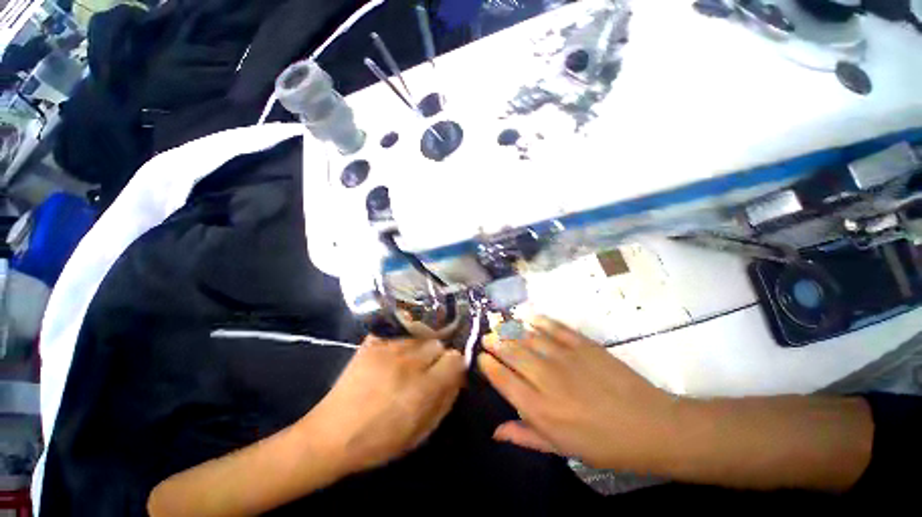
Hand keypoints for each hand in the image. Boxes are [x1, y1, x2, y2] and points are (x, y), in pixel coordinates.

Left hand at [304, 336, 465, 475]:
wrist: (331, 435)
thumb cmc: (379, 441)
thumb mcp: (420, 433)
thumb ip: (445, 401)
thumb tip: (458, 377)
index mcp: (423, 388)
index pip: (455, 358)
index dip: (454, 365)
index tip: (448, 372)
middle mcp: (409, 362)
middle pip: (438, 343)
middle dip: (437, 355)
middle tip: (426, 369)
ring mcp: (388, 349)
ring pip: (420, 337)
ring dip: (420, 349)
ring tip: (408, 364)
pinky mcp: (372, 343)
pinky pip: (399, 334)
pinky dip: (402, 343)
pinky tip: (393, 356)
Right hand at [478, 317, 683, 472]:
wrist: (650, 427)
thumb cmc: (604, 445)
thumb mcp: (562, 449)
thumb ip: (525, 436)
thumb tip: (495, 431)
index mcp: (539, 409)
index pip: (503, 379)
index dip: (488, 365)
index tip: (481, 356)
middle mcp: (546, 379)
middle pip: (512, 353)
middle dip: (495, 342)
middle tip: (487, 336)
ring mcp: (565, 358)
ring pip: (529, 337)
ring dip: (512, 330)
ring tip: (501, 325)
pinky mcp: (583, 345)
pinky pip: (555, 328)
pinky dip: (539, 321)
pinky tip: (530, 317)